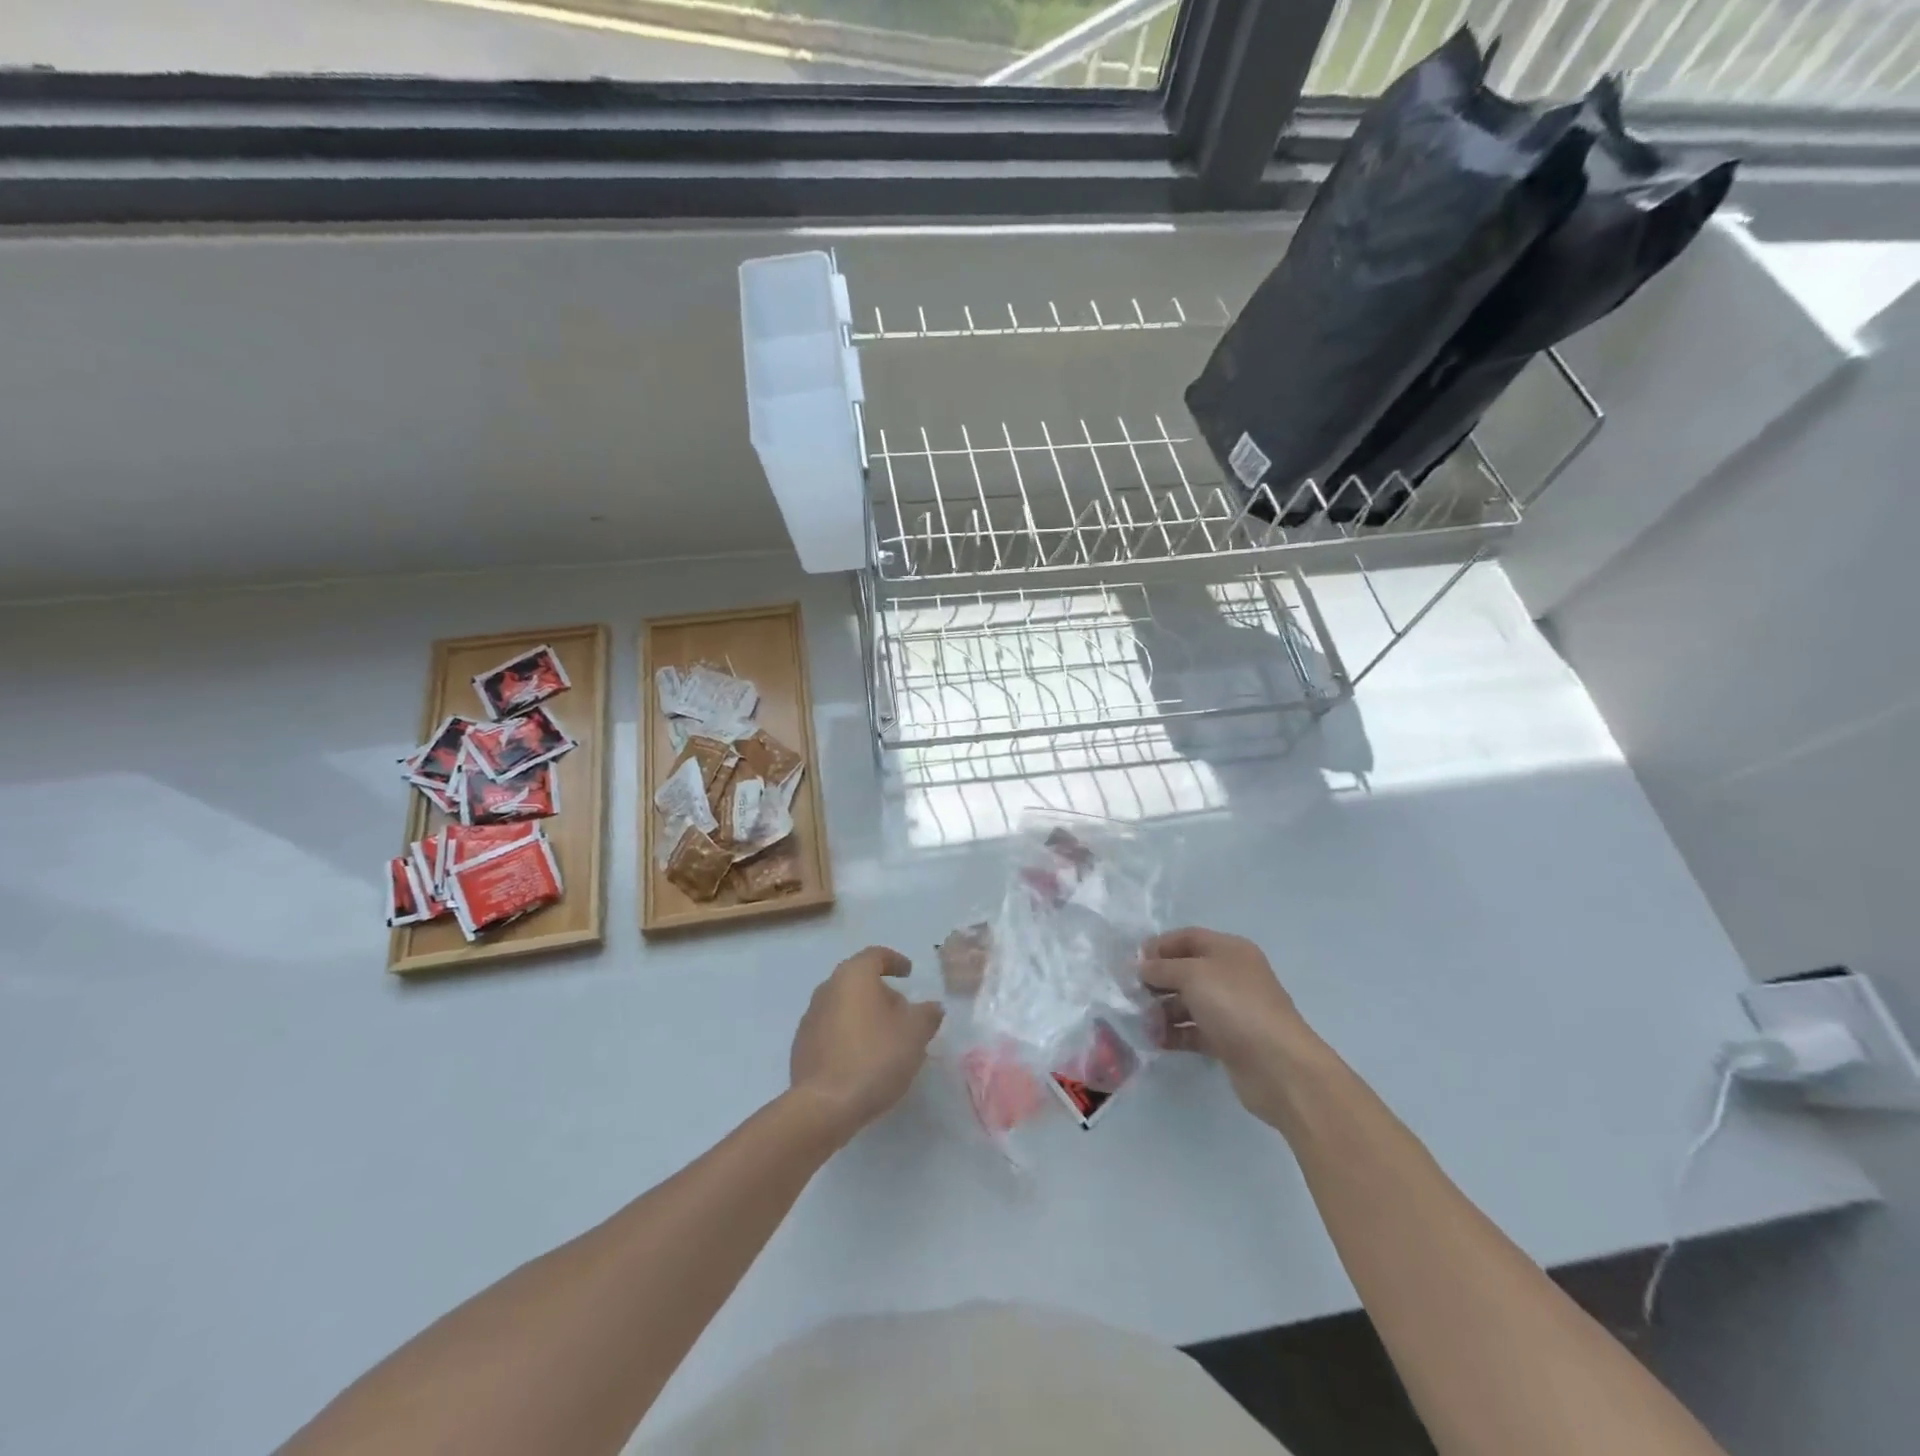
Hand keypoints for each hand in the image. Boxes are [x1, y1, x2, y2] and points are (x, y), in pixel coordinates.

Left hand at [790, 946, 944, 1143]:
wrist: (825, 1105)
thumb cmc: (875, 1057)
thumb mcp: (915, 1033)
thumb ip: (927, 1014)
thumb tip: (931, 1007)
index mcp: (853, 976)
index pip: (876, 956)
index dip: (895, 961)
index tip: (909, 973)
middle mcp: (827, 989)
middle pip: (858, 981)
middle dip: (882, 993)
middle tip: (903, 1013)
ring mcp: (810, 1018)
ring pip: (844, 1006)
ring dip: (865, 1016)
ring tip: (886, 1040)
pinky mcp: (801, 1047)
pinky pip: (832, 1031)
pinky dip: (849, 1036)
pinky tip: (863, 1059)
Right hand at [1143, 927, 1324, 1130]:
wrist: (1278, 1066)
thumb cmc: (1235, 1006)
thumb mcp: (1193, 975)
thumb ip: (1162, 968)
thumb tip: (1141, 967)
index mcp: (1229, 950)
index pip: (1187, 938)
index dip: (1159, 946)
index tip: (1133, 963)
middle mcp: (1231, 975)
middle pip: (1185, 970)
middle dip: (1157, 981)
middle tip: (1132, 994)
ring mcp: (1231, 1009)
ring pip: (1188, 1002)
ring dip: (1162, 1010)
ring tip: (1144, 1023)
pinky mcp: (1228, 1041)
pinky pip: (1194, 1031)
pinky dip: (1174, 1034)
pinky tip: (1156, 1041)